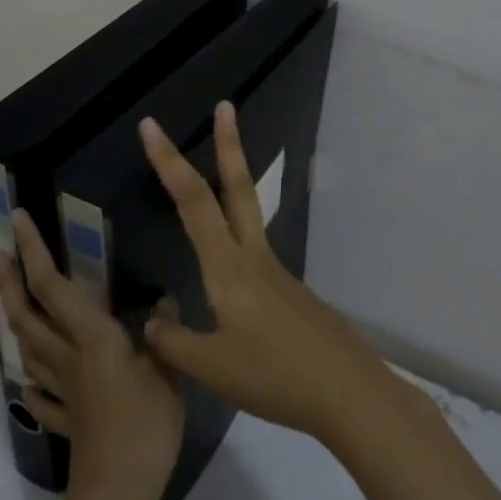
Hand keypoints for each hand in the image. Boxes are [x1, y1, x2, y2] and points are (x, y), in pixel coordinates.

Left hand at [0, 210, 184, 499]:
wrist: (119, 493)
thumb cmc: (146, 424)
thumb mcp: (168, 371)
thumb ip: (164, 334)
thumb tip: (165, 302)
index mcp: (91, 337)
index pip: (53, 285)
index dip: (33, 251)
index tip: (17, 220)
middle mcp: (68, 356)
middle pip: (29, 315)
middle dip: (9, 282)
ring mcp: (63, 390)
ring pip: (29, 349)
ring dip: (17, 320)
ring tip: (14, 303)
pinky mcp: (67, 419)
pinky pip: (42, 394)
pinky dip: (33, 381)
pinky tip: (32, 381)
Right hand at [139, 103, 391, 446]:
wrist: (349, 393)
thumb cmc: (276, 377)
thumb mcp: (212, 369)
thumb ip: (173, 343)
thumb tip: (152, 323)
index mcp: (229, 268)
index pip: (193, 201)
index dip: (168, 162)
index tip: (151, 126)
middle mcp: (254, 257)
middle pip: (238, 187)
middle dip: (228, 144)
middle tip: (225, 106)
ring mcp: (277, 272)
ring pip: (249, 212)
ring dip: (234, 179)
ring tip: (221, 163)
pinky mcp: (290, 292)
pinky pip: (254, 250)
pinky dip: (237, 233)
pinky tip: (228, 272)